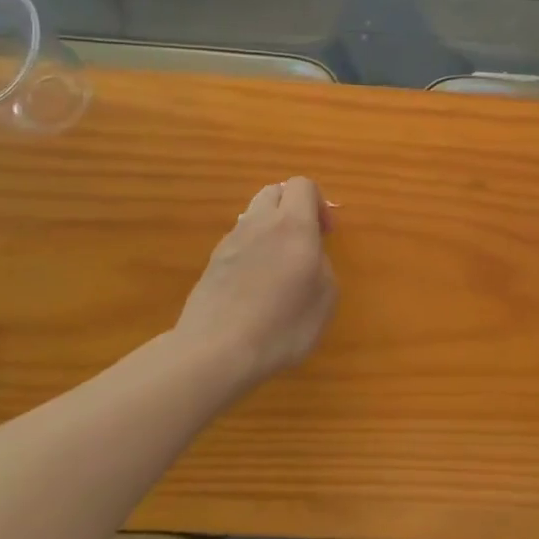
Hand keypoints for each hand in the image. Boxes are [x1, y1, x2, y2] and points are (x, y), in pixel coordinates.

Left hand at [177, 178, 337, 385]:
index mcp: (293, 225)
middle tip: (304, 241)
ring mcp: (231, 242)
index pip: (303, 185)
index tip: (326, 234)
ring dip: (270, 228)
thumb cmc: (281, 325)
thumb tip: (310, 255)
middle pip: (274, 192)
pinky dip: (251, 251)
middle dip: (292, 207)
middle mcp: (260, 223)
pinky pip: (238, 241)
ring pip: (253, 215)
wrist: (215, 353)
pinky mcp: (211, 264)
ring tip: (279, 265)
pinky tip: (254, 286)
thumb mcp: (325, 298)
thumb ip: (323, 264)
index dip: (319, 203)